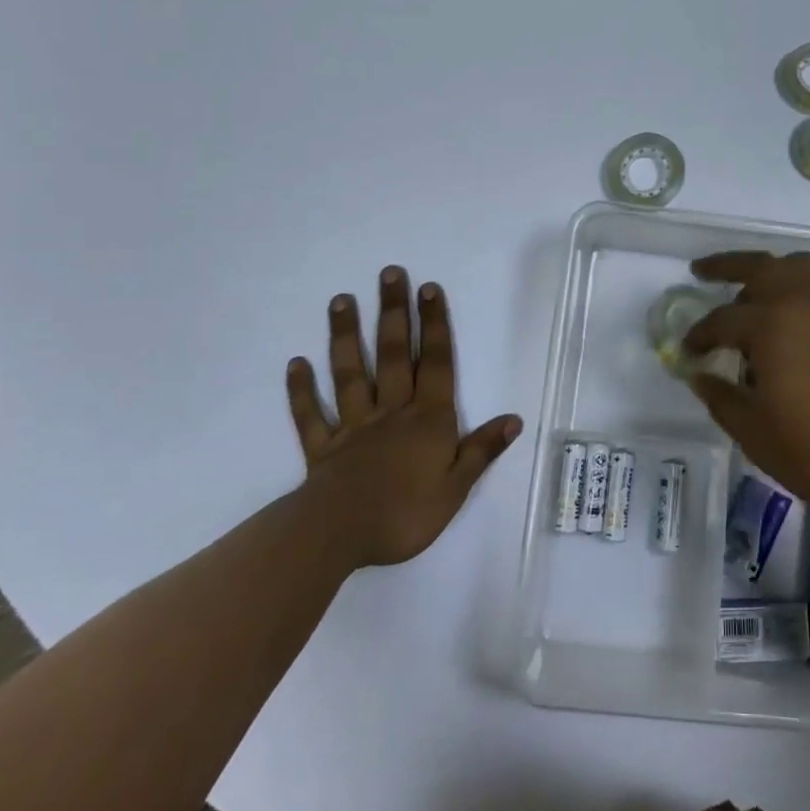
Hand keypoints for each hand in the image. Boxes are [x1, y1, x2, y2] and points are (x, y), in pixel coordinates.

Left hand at [285, 266, 520, 568]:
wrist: (339, 536)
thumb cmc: (405, 513)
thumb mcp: (456, 487)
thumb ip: (481, 450)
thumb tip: (513, 418)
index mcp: (428, 419)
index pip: (435, 363)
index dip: (434, 325)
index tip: (428, 288)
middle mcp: (391, 412)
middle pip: (394, 355)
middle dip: (394, 313)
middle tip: (389, 274)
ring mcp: (353, 426)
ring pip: (350, 374)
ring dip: (346, 336)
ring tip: (341, 300)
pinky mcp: (323, 448)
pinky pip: (310, 416)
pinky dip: (302, 390)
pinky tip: (296, 363)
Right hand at [683, 252, 809, 526]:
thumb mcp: (756, 435)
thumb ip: (720, 398)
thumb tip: (699, 375)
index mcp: (773, 325)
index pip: (721, 321)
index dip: (699, 335)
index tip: (689, 350)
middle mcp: (807, 299)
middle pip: (759, 266)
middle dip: (725, 267)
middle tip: (702, 272)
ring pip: (798, 266)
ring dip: (770, 271)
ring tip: (755, 291)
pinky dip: (806, 287)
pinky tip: (802, 315)